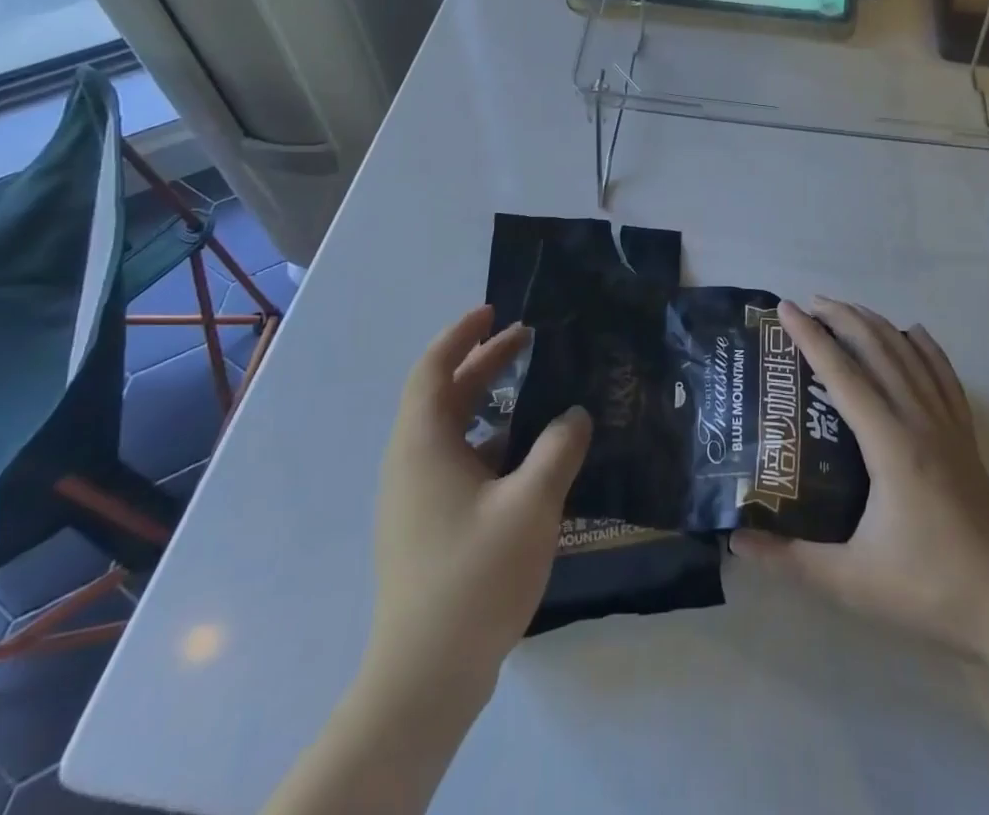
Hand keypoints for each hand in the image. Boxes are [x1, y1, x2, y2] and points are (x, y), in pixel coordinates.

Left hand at [369, 307, 589, 689]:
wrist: (425, 678)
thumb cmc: (474, 576)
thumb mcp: (531, 504)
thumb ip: (558, 449)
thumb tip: (575, 414)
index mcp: (424, 444)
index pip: (433, 368)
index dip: (461, 334)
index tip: (495, 311)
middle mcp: (412, 462)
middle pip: (446, 394)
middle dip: (485, 363)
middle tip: (529, 340)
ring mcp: (417, 498)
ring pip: (454, 431)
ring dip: (492, 404)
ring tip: (540, 393)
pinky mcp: (429, 527)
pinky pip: (460, 463)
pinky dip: (493, 444)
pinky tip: (532, 457)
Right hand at [732, 298, 988, 656]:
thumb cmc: (929, 590)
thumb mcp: (851, 582)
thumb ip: (790, 559)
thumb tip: (736, 541)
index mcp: (890, 445)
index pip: (843, 374)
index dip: (811, 338)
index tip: (786, 309)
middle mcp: (920, 421)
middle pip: (878, 350)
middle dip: (842, 318)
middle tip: (809, 303)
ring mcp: (948, 426)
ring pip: (910, 355)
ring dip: (876, 325)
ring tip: (847, 310)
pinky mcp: (966, 437)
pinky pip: (944, 376)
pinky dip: (926, 348)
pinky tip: (914, 333)